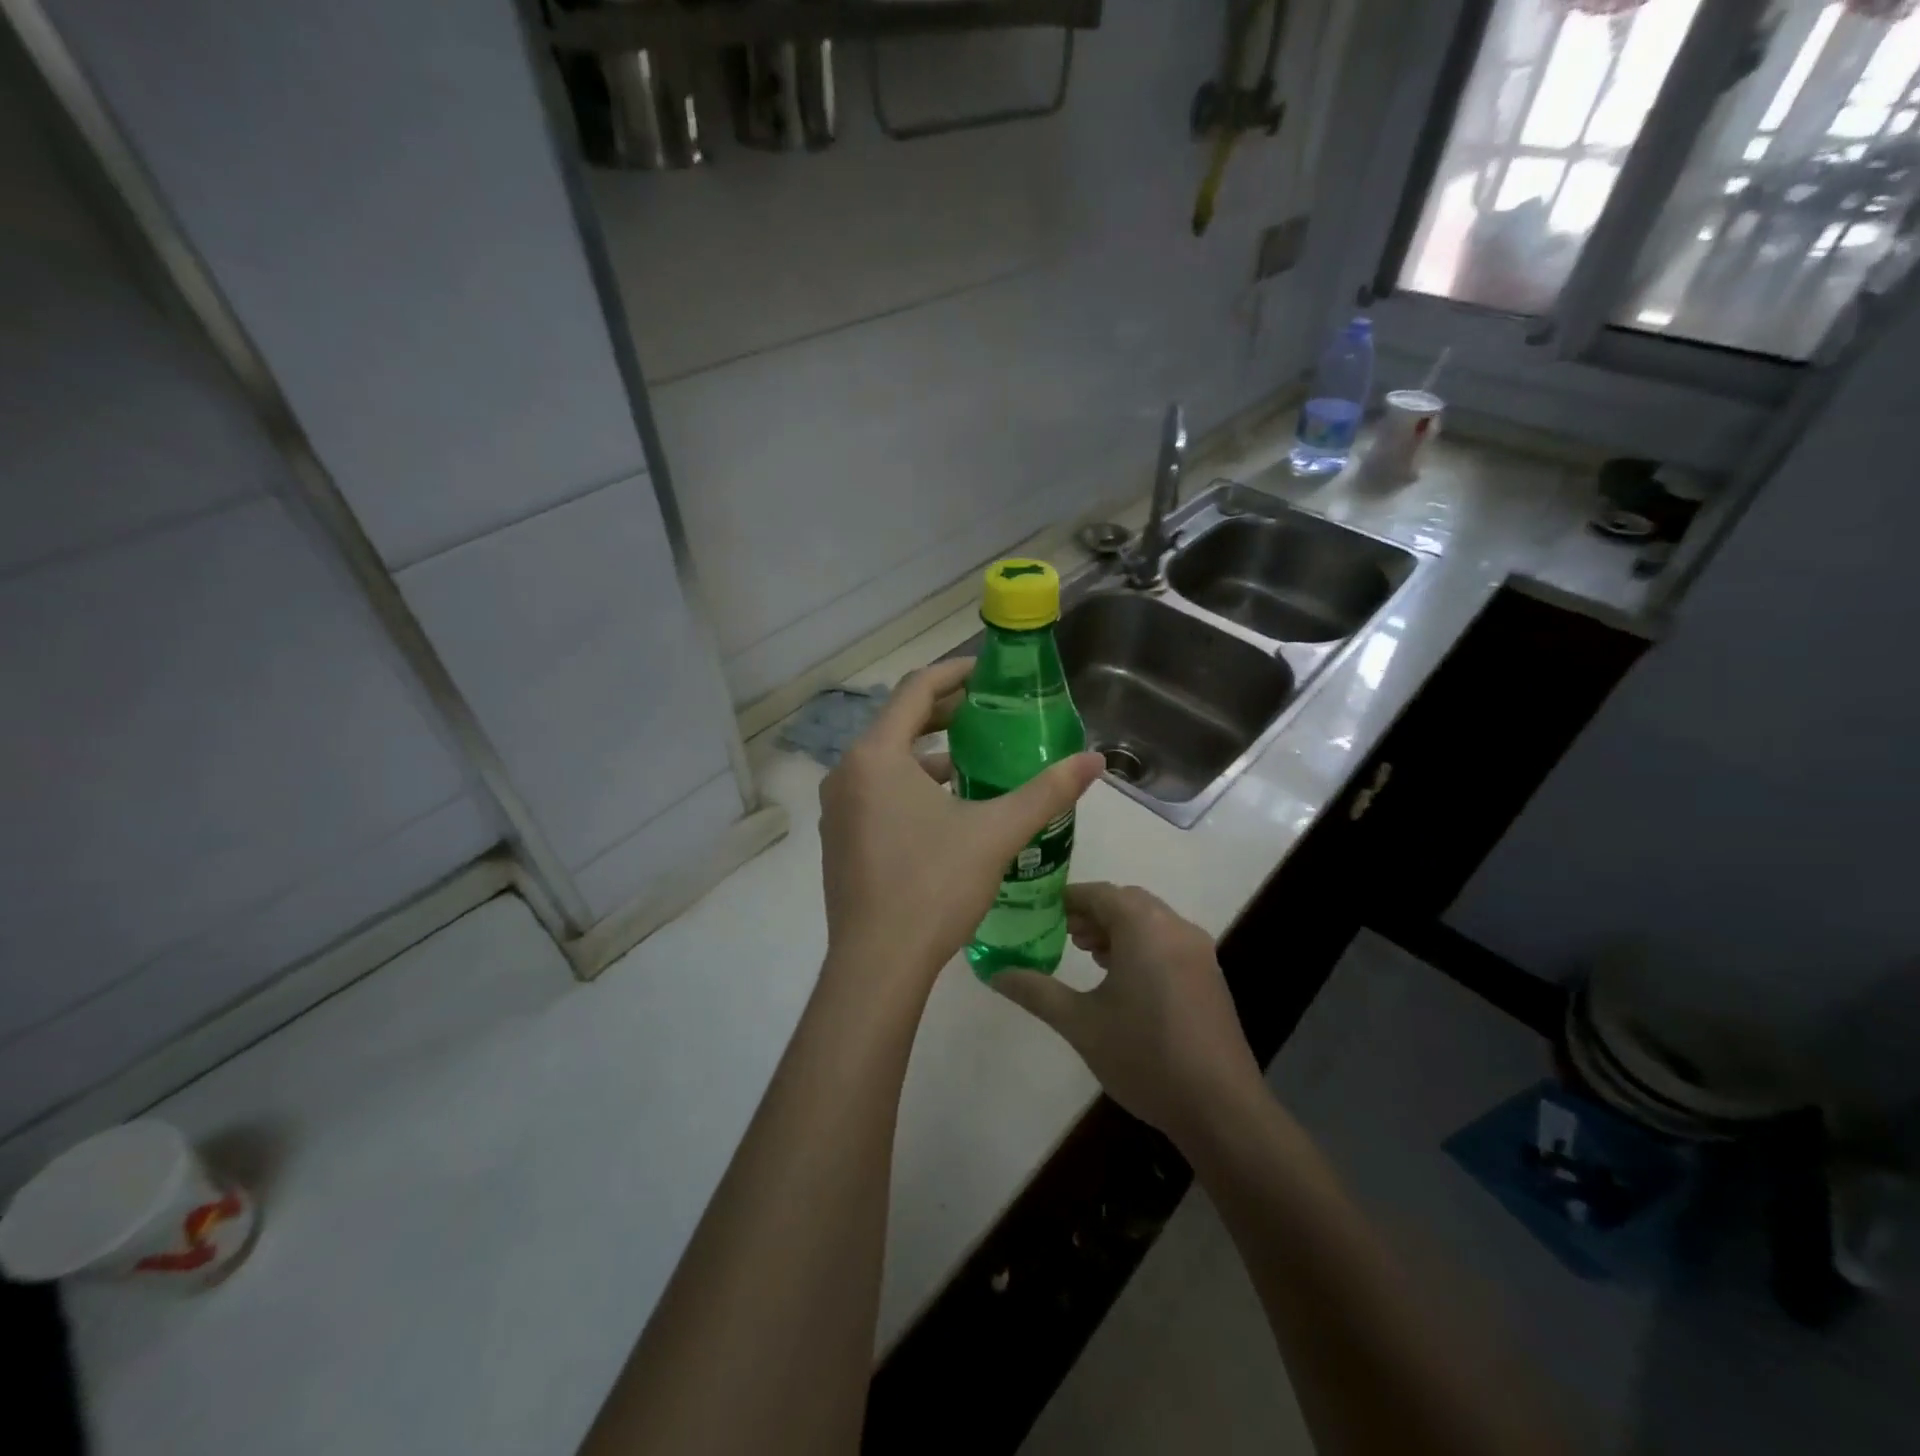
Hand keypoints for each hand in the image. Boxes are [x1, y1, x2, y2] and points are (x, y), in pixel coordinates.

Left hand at [818, 658, 1103, 994]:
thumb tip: (1095, 761)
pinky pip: (875, 792)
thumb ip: (1047, 792)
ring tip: (975, 761)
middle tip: (988, 713)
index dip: (954, 673)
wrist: (877, 964)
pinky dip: (909, 785)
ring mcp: (837, 809)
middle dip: (944, 713)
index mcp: (875, 756)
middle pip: (898, 723)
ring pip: (886, 761)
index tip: (989, 671)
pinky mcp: (838, 839)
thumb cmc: (934, 887)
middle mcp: (846, 773)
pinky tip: (946, 809)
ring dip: (928, 755)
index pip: (915, 690)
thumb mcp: (996, 833)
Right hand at [993, 882, 1264, 1143]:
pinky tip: (1124, 979)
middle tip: (1062, 934)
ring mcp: (1199, 951)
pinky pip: (1168, 941)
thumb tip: (994, 973)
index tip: (1039, 912)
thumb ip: (1035, 991)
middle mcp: (1175, 927)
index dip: (1067, 899)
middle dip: (1093, 912)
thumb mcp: (1080, 1024)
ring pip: (1150, 920)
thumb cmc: (1144, 1056)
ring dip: (1118, 928)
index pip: (1099, 893)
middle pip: (1127, 901)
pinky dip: (1141, 944)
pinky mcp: (1210, 975)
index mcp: (1144, 927)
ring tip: (1088, 955)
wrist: (1221, 1108)